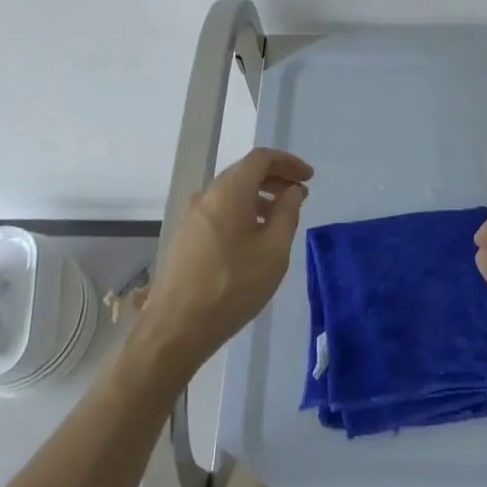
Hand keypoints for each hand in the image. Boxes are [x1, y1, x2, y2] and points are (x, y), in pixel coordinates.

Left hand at [137, 147, 312, 377]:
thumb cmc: (233, 285)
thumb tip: (293, 191)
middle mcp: (207, 194)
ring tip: (281, 218)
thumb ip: (287, 213)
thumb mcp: (273, 250)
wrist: (176, 328)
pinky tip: (254, 237)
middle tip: (299, 195)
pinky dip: (242, 211)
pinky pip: (220, 210)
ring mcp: (192, 215)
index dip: (288, 162)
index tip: (309, 177)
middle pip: (245, 172)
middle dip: (275, 178)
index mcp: (229, 190)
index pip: (261, 158)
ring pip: (231, 192)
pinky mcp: (186, 236)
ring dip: (259, 196)